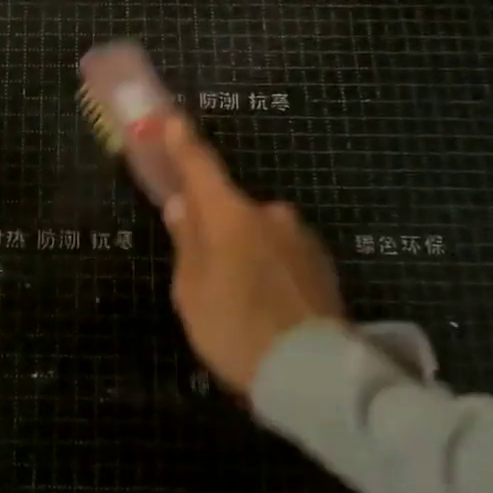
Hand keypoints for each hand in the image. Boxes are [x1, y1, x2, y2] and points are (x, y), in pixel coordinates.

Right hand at [161, 118, 347, 393]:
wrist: (314, 374)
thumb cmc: (235, 329)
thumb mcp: (191, 291)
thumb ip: (187, 242)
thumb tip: (182, 206)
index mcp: (229, 216)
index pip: (200, 165)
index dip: (182, 142)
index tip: (171, 119)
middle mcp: (268, 213)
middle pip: (229, 208)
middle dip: (214, 226)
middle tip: (204, 267)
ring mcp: (300, 236)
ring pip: (258, 232)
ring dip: (244, 250)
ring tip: (240, 298)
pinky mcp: (321, 261)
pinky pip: (281, 251)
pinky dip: (269, 266)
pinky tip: (267, 303)